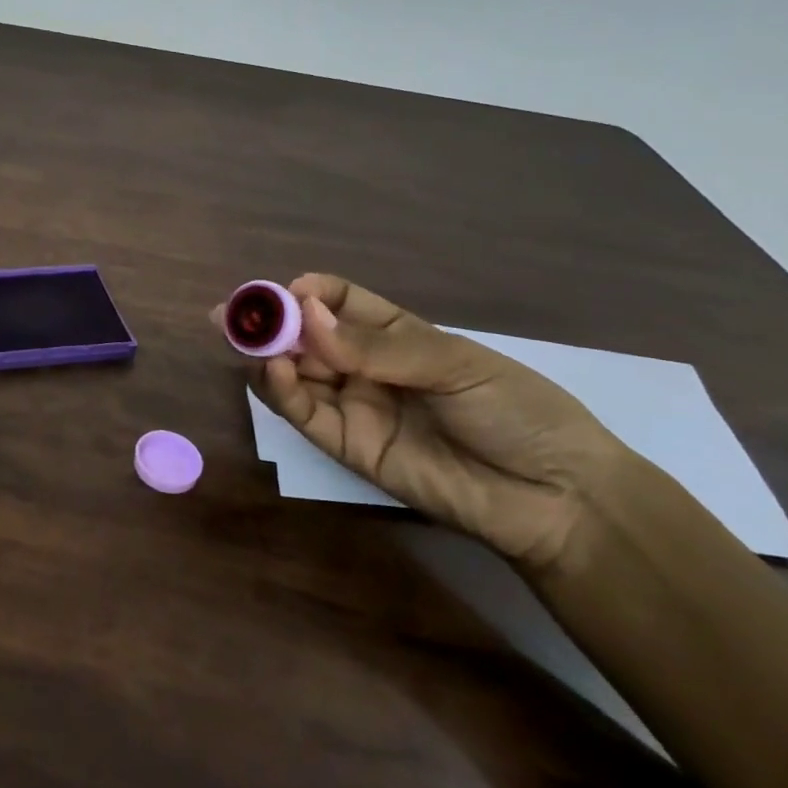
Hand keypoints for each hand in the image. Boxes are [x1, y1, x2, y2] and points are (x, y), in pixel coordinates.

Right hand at [225, 274, 641, 573]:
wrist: (554, 497)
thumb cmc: (515, 411)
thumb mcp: (453, 364)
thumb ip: (375, 346)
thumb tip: (307, 314)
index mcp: (395, 335)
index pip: (339, 301)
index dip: (309, 292)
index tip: (287, 290)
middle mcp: (365, 366)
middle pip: (305, 337)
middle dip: (271, 322)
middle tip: (233, 313)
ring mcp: (354, 406)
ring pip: (295, 374)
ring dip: (267, 355)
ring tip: (248, 341)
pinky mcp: (347, 446)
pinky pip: (305, 414)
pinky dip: (282, 392)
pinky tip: (275, 372)